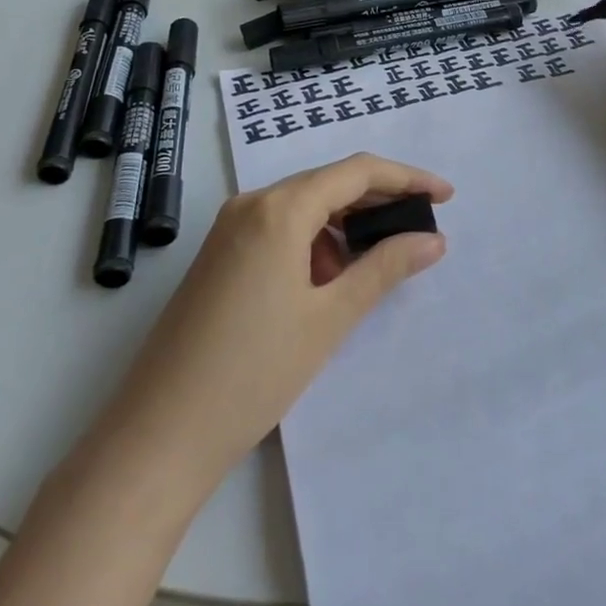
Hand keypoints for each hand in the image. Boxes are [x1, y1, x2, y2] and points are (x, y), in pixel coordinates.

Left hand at [95, 153, 451, 486]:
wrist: (160, 433)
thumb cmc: (254, 372)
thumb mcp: (329, 318)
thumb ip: (384, 269)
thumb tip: (433, 239)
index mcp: (279, 208)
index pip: (356, 172)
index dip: (406, 178)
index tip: (445, 196)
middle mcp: (251, 204)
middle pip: (328, 184)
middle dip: (378, 202)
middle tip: (420, 230)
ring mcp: (229, 229)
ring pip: (303, 207)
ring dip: (344, 226)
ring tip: (374, 266)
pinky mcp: (218, 255)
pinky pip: (278, 229)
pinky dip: (312, 244)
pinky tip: (326, 282)